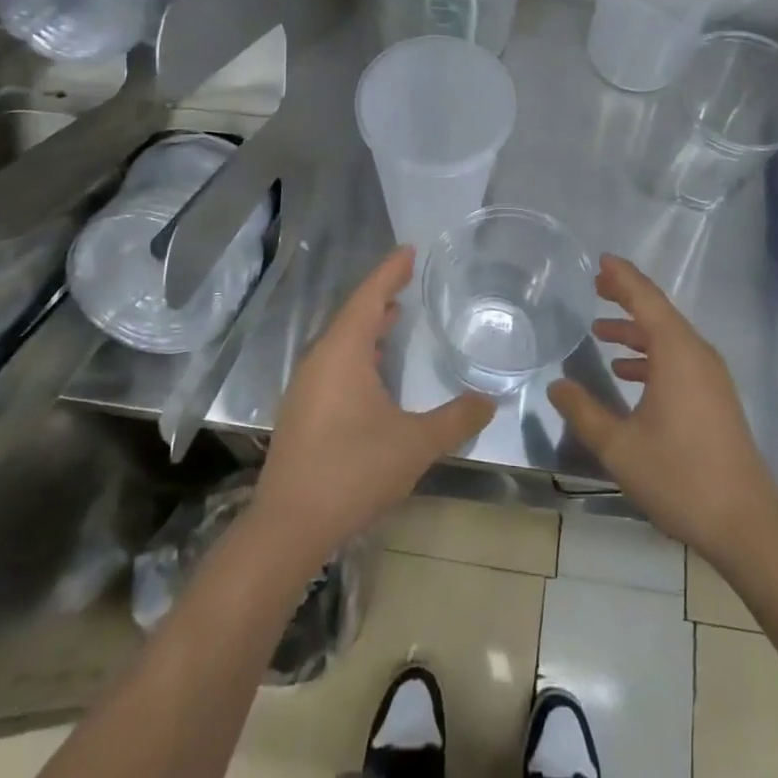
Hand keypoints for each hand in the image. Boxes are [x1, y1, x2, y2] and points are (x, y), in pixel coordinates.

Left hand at [252, 247, 493, 568]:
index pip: (370, 297)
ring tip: (395, 315)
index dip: (390, 271)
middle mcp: (320, 360)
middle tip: (408, 278)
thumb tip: (489, 402)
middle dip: (382, 294)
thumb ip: (455, 420)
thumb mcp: (415, 444)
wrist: (288, 527)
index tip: (409, 250)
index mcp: (343, 353)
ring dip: (369, 325)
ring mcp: (307, 386)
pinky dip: (358, 351)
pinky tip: (374, 368)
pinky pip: (335, 362)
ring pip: (342, 341)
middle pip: (353, 313)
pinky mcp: (303, 410)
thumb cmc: (353, 471)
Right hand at [550, 255, 777, 569]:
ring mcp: (711, 377)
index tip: (601, 260)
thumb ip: (584, 412)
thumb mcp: (619, 447)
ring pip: (669, 338)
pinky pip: (679, 359)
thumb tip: (557, 384)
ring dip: (636, 330)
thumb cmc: (680, 477)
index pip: (646, 299)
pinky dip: (651, 356)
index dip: (623, 277)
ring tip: (601, 330)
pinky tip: (627, 374)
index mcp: (677, 354)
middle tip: (596, 286)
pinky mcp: (715, 398)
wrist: (747, 524)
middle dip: (627, 297)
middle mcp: (697, 355)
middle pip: (659, 313)